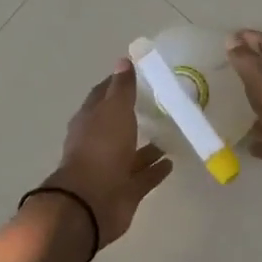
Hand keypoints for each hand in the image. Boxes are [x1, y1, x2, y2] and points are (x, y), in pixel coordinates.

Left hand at [41, 60, 172, 249]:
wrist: (92, 202)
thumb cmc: (101, 149)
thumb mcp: (113, 110)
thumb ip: (122, 88)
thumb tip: (123, 60)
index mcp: (90, 120)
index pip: (103, 96)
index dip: (118, 84)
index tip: (139, 76)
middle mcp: (99, 143)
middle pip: (117, 125)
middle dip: (134, 115)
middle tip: (161, 104)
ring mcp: (111, 168)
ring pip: (132, 153)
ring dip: (148, 145)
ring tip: (172, 133)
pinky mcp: (125, 190)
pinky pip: (143, 177)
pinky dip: (155, 169)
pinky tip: (172, 162)